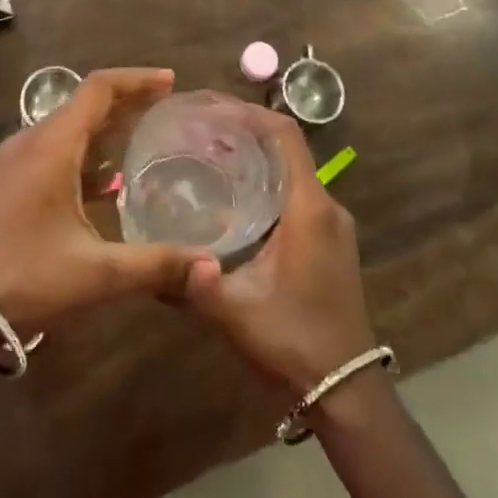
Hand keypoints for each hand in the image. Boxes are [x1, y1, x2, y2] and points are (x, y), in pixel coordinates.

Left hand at [0, 68, 212, 332]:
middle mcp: (31, 141)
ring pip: (66, 126)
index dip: (137, 79)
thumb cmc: (24, 278)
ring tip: (142, 137)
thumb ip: (156, 265)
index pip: (98, 88)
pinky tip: (104, 182)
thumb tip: (212, 267)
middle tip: (165, 108)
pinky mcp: (6, 181)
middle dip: (126, 100)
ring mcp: (13, 161)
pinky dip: (84, 149)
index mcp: (52, 145)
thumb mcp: (96, 273)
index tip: (170, 81)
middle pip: (84, 103)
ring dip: (104, 125)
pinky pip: (52, 148)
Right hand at [183, 106, 376, 394]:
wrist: (347, 390)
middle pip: (287, 147)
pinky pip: (297, 192)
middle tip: (200, 128)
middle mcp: (327, 206)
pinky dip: (267, 179)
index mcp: (309, 209)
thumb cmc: (294, 342)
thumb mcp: (236, 313)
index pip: (285, 136)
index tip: (210, 107)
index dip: (249, 113)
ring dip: (256, 155)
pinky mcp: (330, 241)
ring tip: (210, 153)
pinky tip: (235, 195)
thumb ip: (193, 285)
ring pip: (293, 170)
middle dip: (245, 130)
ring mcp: (332, 224)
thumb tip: (150, 262)